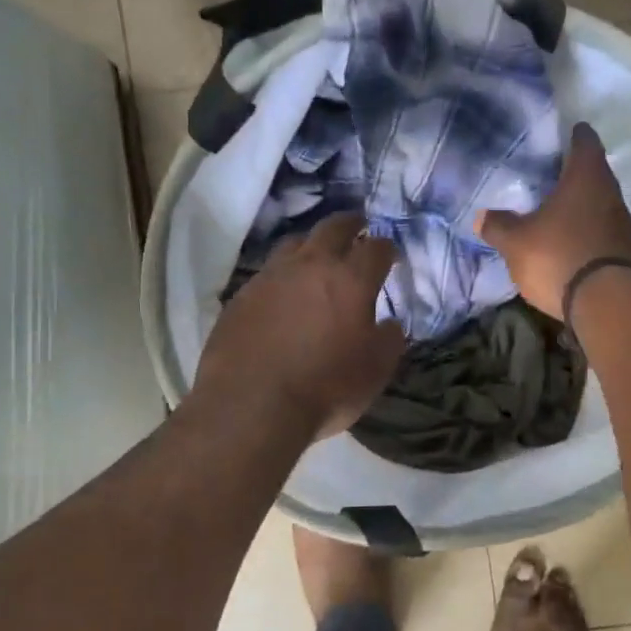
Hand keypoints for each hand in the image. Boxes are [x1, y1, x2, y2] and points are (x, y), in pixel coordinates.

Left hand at [193, 212, 406, 440]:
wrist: (250, 406)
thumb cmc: (325, 388)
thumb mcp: (375, 371)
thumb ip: (389, 340)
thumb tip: (389, 323)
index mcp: (350, 279)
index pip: (375, 248)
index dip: (386, 247)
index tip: (389, 254)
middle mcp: (310, 266)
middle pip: (332, 228)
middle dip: (350, 224)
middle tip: (357, 226)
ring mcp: (270, 277)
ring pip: (293, 244)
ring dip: (310, 245)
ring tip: (316, 256)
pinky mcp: (240, 297)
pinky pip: (266, 274)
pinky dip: (281, 276)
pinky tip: (282, 294)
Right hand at [476, 122, 630, 320]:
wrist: (607, 305)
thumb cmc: (558, 257)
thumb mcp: (516, 243)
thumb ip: (498, 226)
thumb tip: (483, 216)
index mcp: (586, 177)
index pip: (584, 140)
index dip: (570, 135)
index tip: (556, 136)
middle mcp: (610, 193)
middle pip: (593, 172)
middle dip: (570, 174)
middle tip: (543, 176)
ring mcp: (622, 224)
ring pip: (598, 203)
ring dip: (579, 206)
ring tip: (551, 211)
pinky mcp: (626, 252)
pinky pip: (601, 231)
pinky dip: (585, 231)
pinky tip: (566, 242)